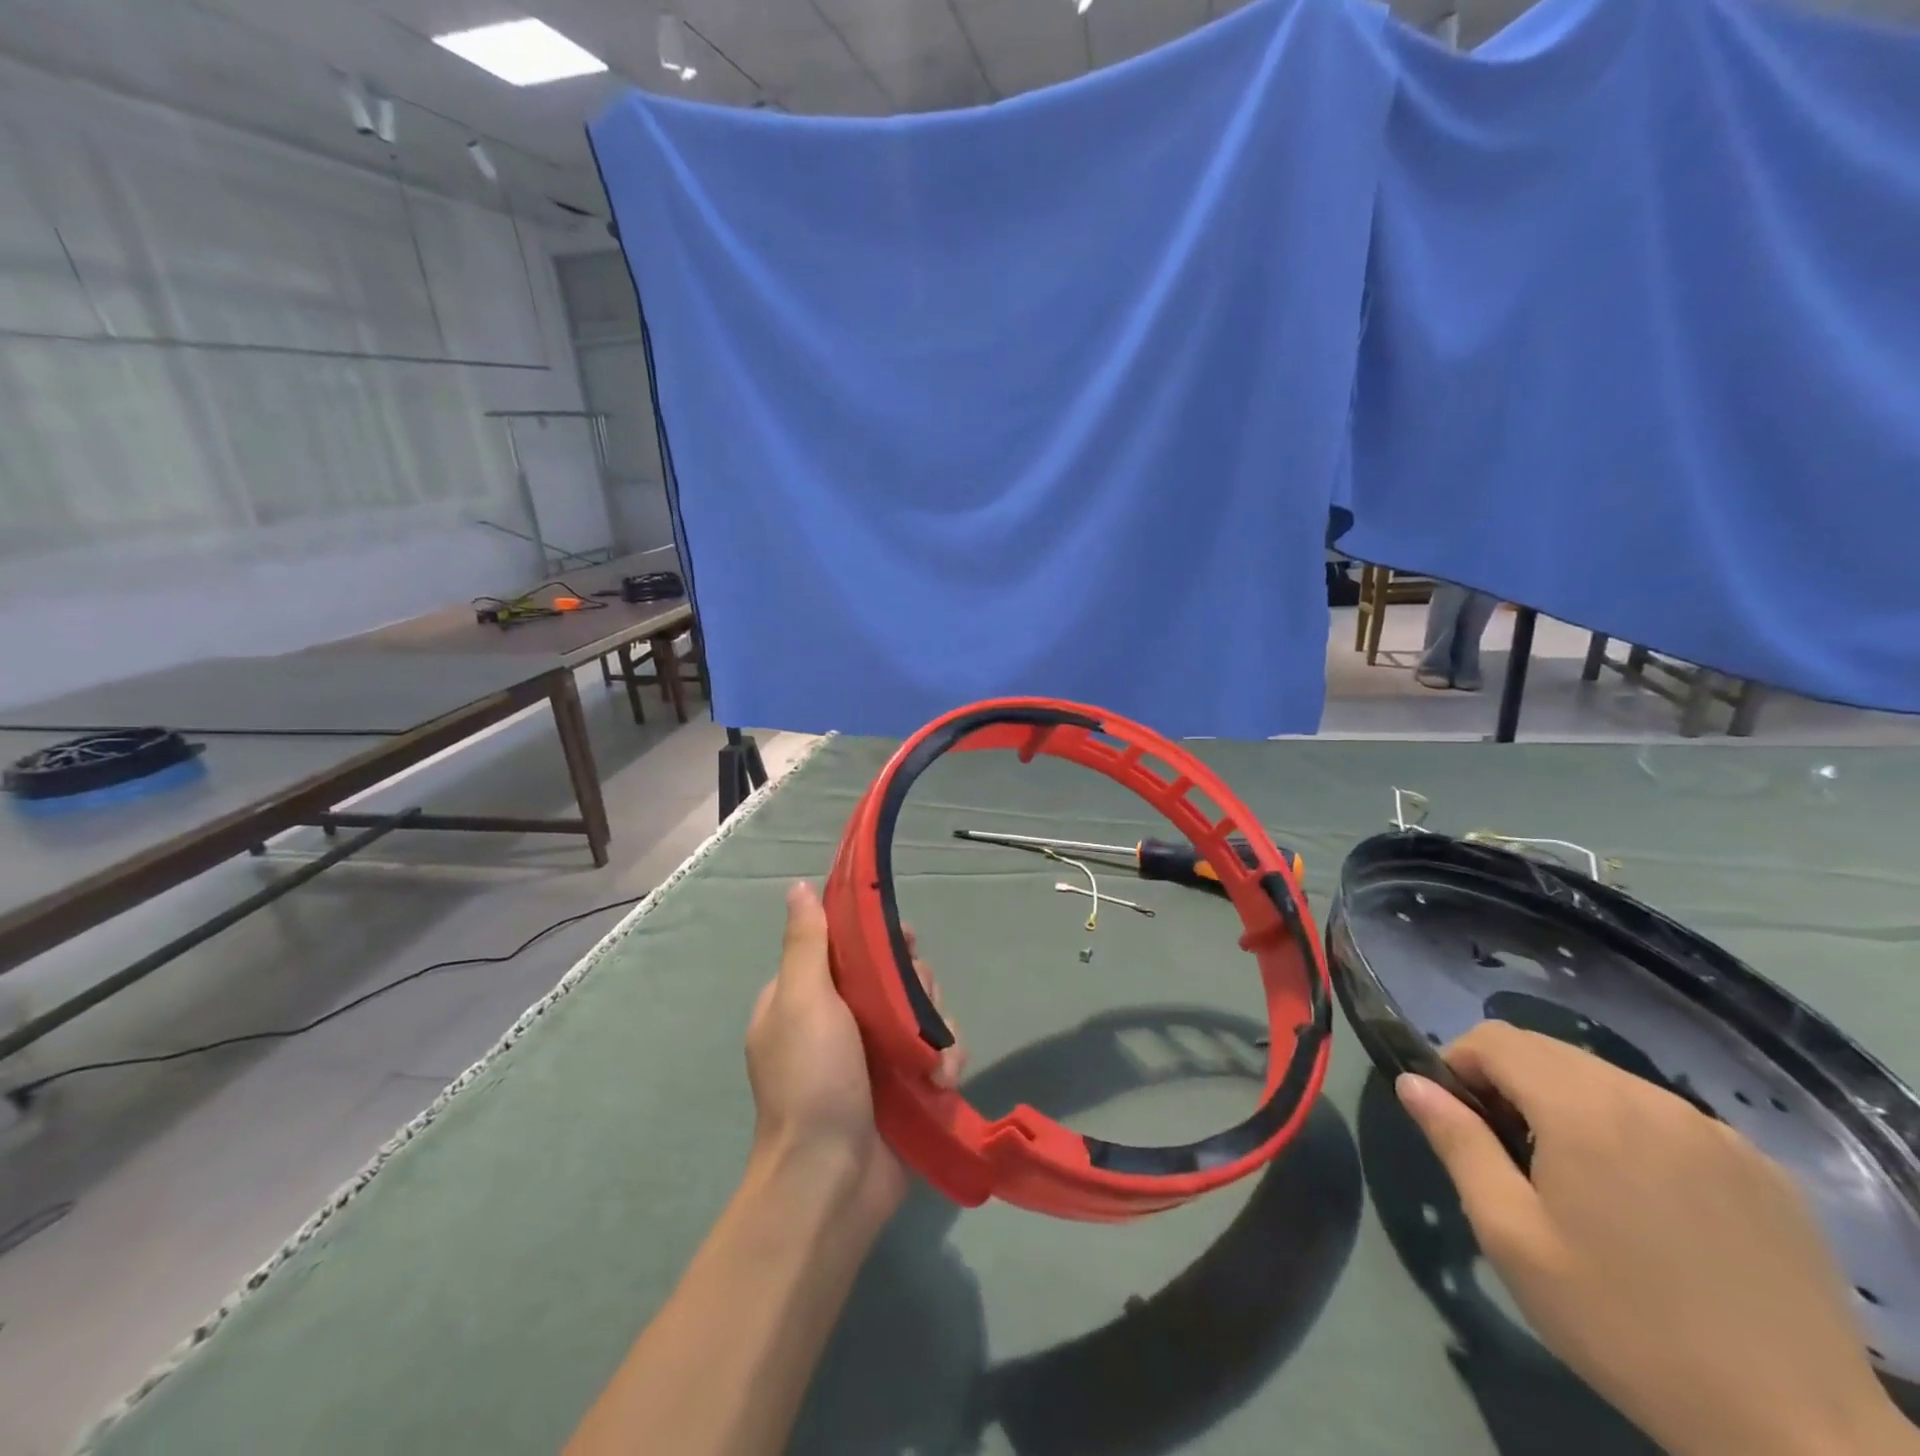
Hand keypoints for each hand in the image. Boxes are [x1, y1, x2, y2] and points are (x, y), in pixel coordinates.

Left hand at [745, 881, 963, 1229]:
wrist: (831, 1182)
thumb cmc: (812, 1081)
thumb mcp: (802, 1001)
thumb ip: (807, 943)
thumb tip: (798, 887)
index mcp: (806, 997)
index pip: (848, 946)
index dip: (878, 937)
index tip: (905, 940)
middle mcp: (840, 1021)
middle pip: (893, 976)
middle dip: (915, 985)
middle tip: (919, 1001)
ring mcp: (875, 1056)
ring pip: (922, 1012)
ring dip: (936, 1028)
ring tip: (932, 1058)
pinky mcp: (905, 1086)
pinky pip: (937, 1052)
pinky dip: (945, 1060)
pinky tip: (942, 1079)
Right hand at [1399, 1023, 1916, 1455]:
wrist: (1798, 1435)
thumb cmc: (1623, 1325)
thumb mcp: (1511, 1236)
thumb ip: (1457, 1143)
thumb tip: (1412, 1081)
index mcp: (1586, 1110)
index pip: (1497, 1039)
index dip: (1461, 1065)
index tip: (1461, 1120)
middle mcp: (1651, 1100)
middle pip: (1551, 1053)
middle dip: (1512, 1084)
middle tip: (1511, 1156)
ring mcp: (1716, 1132)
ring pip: (1608, 1082)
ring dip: (1570, 1107)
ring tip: (1576, 1183)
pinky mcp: (1763, 1169)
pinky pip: (1667, 1119)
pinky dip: (1631, 1134)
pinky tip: (1647, 1206)